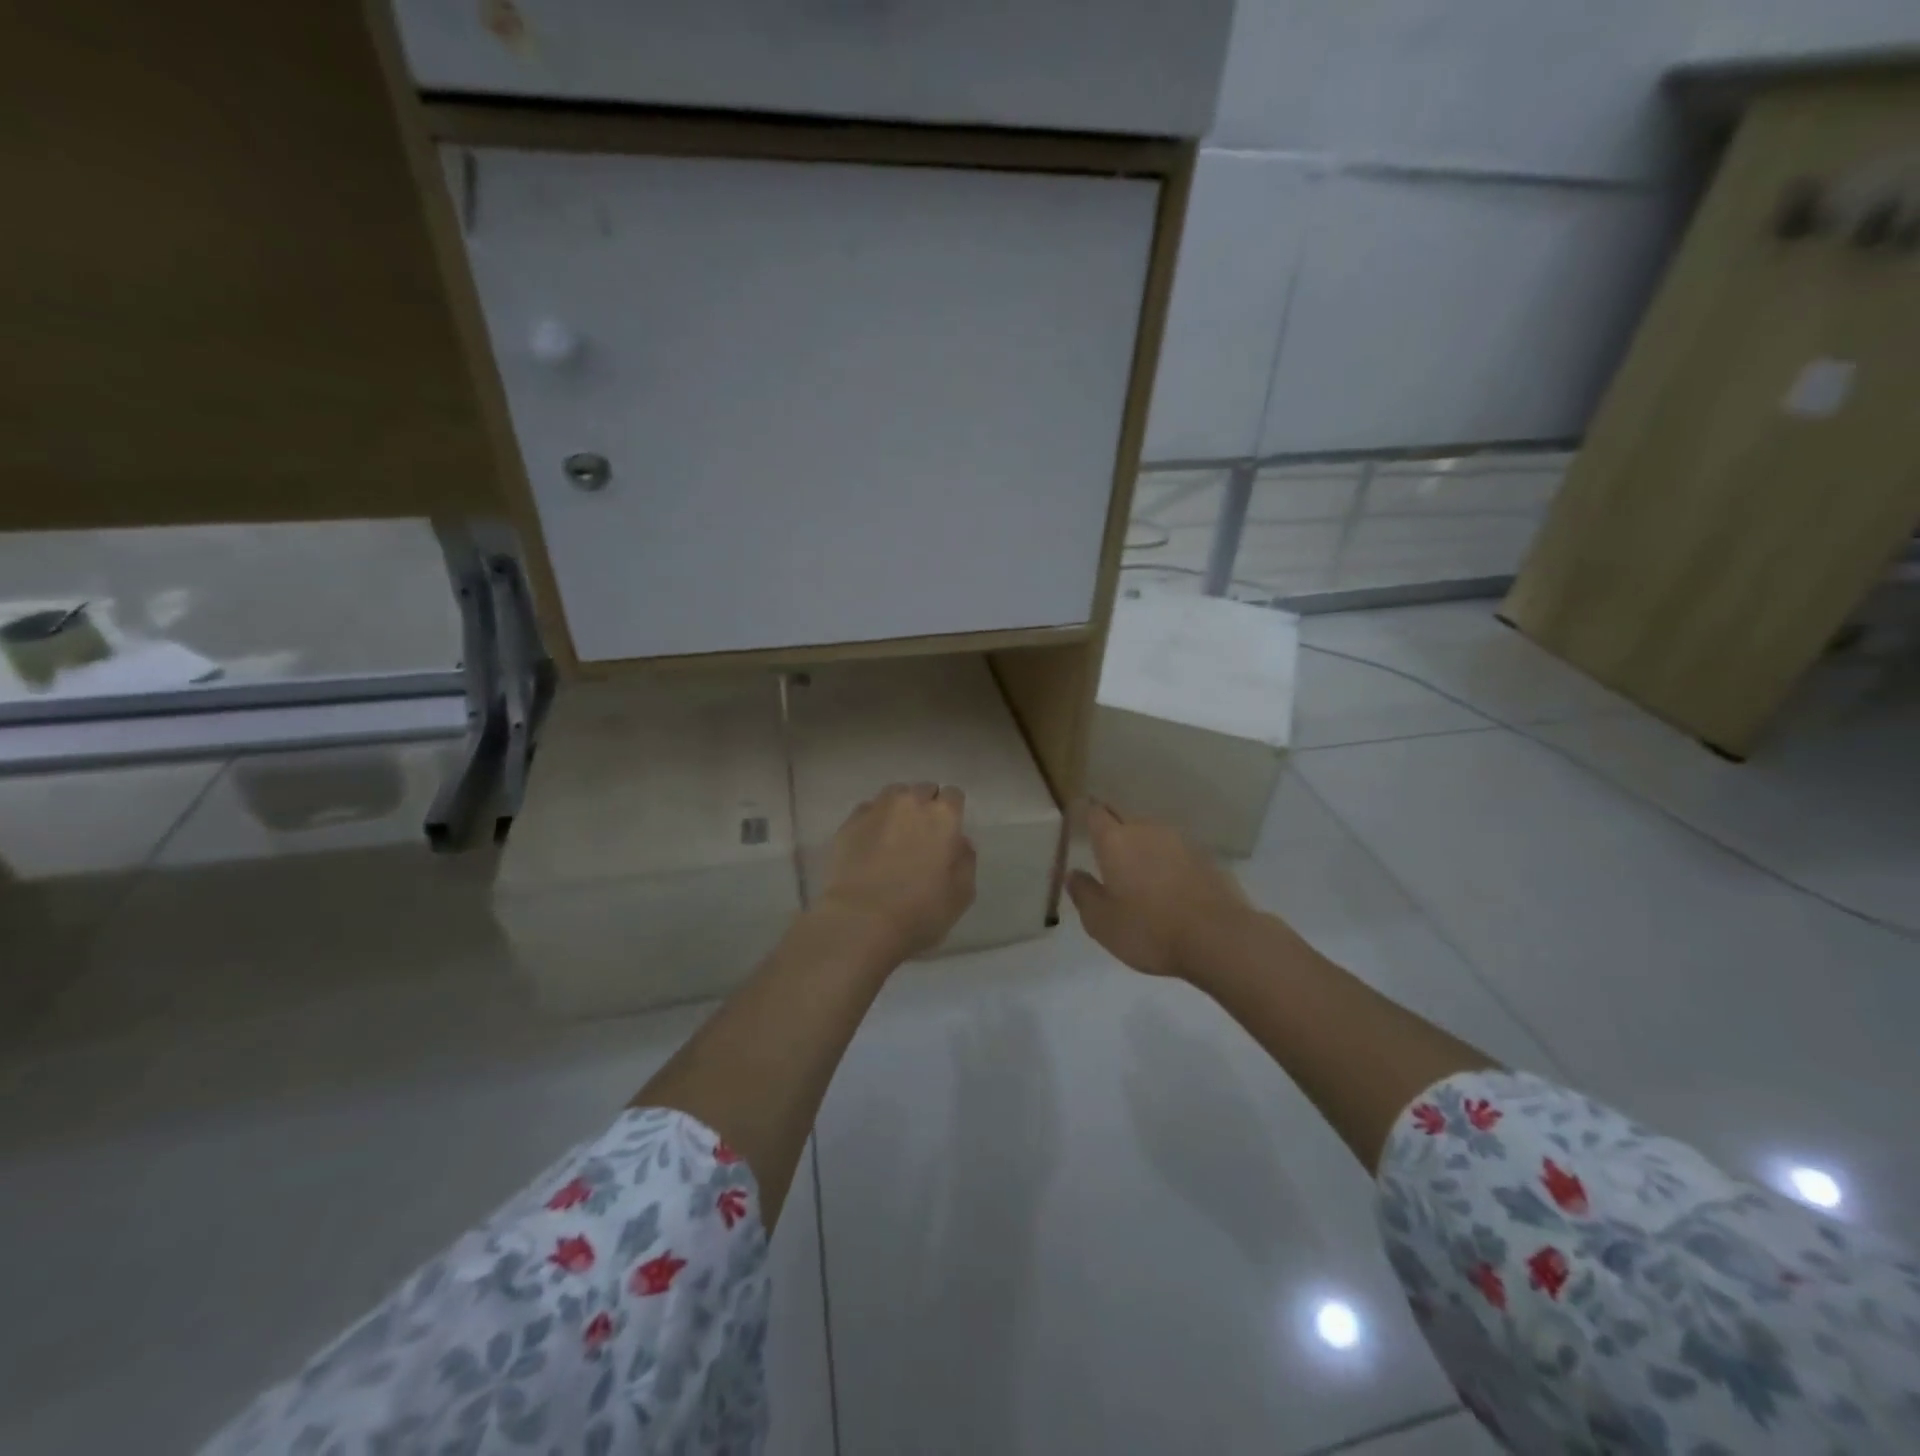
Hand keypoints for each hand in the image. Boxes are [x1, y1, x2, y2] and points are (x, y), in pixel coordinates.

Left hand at [818, 783, 975, 961]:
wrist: (861, 920)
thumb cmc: (920, 911)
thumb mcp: (961, 894)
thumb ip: (966, 861)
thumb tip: (960, 842)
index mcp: (943, 816)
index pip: (953, 795)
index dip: (952, 811)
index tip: (948, 831)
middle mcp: (911, 802)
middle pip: (923, 790)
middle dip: (926, 805)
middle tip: (923, 834)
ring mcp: (877, 809)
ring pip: (894, 794)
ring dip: (900, 808)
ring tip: (895, 833)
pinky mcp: (850, 822)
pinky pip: (868, 810)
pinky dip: (874, 820)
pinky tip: (871, 842)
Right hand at [1067, 803, 1252, 979]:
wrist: (1218, 938)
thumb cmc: (1149, 930)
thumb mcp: (1101, 922)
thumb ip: (1083, 894)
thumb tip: (1074, 874)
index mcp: (1115, 841)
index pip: (1096, 813)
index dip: (1087, 814)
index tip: (1081, 820)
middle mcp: (1147, 830)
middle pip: (1125, 821)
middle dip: (1115, 833)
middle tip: (1107, 856)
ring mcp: (1180, 841)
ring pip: (1153, 836)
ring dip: (1144, 849)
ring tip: (1139, 875)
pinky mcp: (1206, 858)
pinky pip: (1177, 853)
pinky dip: (1168, 863)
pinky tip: (1169, 887)